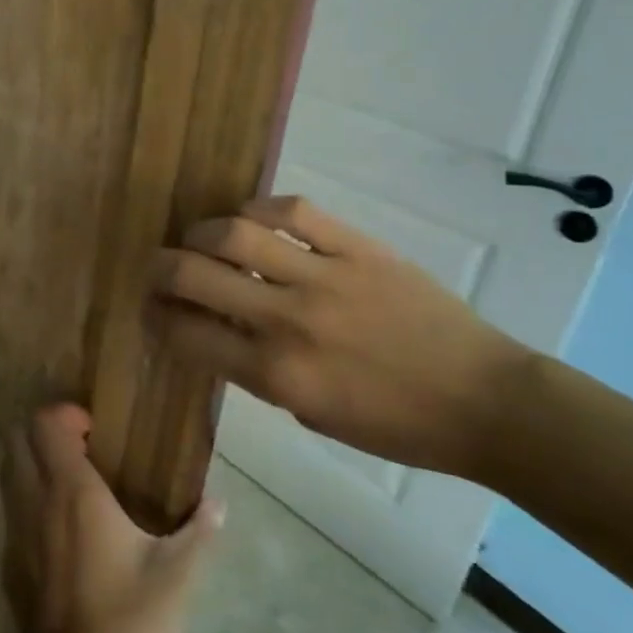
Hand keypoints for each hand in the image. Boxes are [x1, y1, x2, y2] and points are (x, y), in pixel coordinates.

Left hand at [4, 405, 222, 632]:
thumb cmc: (131, 623)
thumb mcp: (176, 576)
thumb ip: (198, 532)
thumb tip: (218, 504)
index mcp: (74, 494)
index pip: (46, 425)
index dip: (65, 414)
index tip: (94, 431)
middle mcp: (37, 503)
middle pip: (18, 441)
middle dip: (44, 433)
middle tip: (83, 450)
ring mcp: (18, 535)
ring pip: (10, 475)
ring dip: (34, 466)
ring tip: (75, 486)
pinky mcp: (12, 566)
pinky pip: (13, 514)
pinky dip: (30, 504)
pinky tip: (65, 533)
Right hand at [148, 195, 532, 477]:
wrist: (481, 401)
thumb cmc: (393, 424)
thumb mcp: (309, 411)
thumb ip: (254, 369)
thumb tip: (214, 326)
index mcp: (275, 374)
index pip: (187, 334)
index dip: (156, 318)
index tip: (151, 309)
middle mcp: (288, 320)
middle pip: (195, 274)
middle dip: (160, 269)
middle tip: (159, 268)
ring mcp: (325, 276)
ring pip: (235, 232)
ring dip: (201, 232)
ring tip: (200, 238)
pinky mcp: (358, 248)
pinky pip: (294, 211)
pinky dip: (260, 208)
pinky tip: (251, 217)